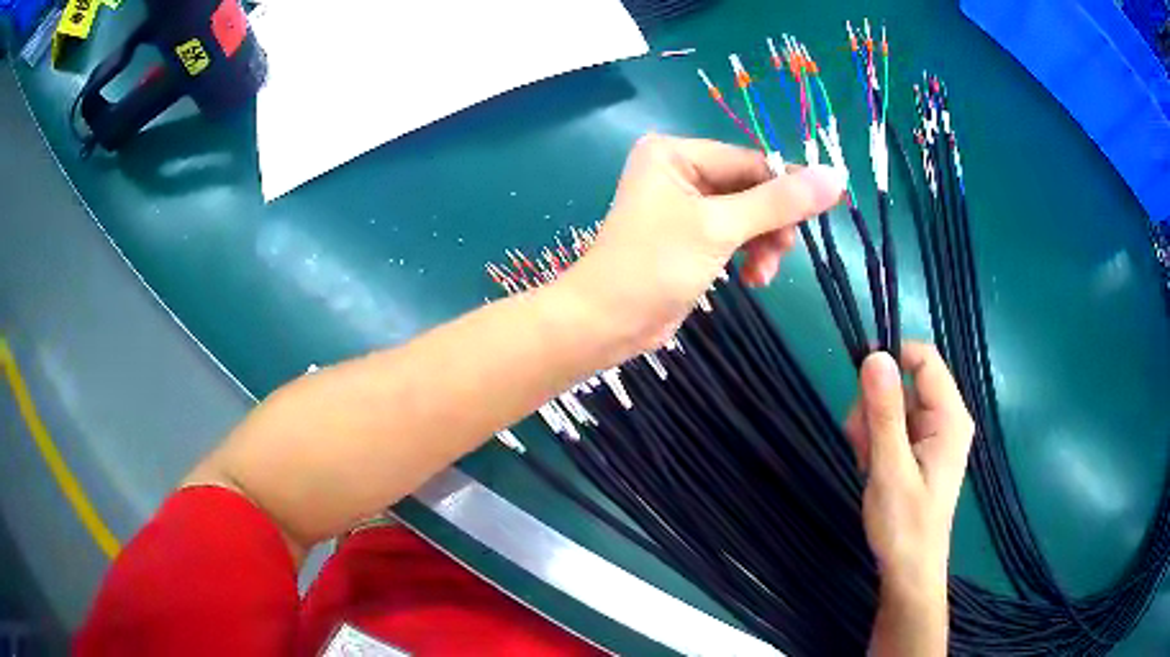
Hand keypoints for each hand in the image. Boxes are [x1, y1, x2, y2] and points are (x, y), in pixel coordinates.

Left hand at [556, 135, 843, 354]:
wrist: (606, 322)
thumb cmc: (655, 265)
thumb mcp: (721, 228)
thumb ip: (779, 202)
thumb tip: (837, 177)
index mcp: (676, 153)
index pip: (750, 161)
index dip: (789, 186)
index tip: (826, 211)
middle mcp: (679, 170)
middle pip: (751, 188)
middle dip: (771, 223)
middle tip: (783, 251)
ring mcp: (684, 204)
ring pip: (747, 215)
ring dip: (763, 244)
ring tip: (763, 274)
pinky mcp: (689, 236)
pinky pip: (733, 235)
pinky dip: (747, 255)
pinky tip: (752, 279)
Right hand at [846, 344, 974, 590]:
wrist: (909, 571)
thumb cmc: (905, 525)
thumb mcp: (890, 468)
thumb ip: (884, 412)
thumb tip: (875, 356)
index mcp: (950, 417)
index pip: (924, 359)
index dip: (892, 357)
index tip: (857, 375)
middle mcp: (946, 418)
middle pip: (906, 382)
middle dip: (875, 404)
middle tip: (859, 441)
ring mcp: (933, 434)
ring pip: (895, 405)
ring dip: (871, 426)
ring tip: (865, 461)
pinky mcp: (921, 450)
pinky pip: (894, 426)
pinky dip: (875, 440)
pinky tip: (870, 466)